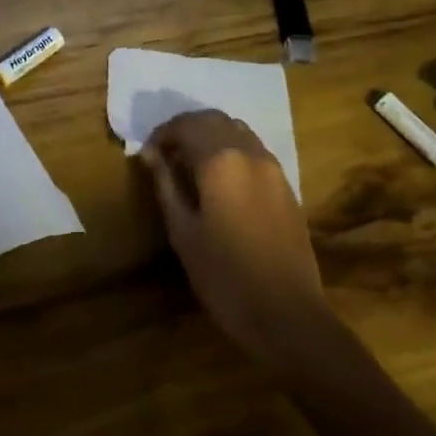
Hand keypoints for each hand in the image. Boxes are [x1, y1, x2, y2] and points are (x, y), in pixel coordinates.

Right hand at [139, 110, 329, 368]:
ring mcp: (273, 167)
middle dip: (186, 129)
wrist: (289, 316)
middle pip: (213, 119)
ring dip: (210, 135)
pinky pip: (253, 149)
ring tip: (191, 164)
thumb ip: (166, 185)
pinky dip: (231, 149)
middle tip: (165, 154)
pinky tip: (220, 179)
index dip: (162, 134)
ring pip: (237, 130)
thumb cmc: (225, 277)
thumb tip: (150, 154)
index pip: (186, 124)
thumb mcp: (183, 232)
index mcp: (221, 160)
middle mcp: (249, 152)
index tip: (146, 154)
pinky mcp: (286, 185)